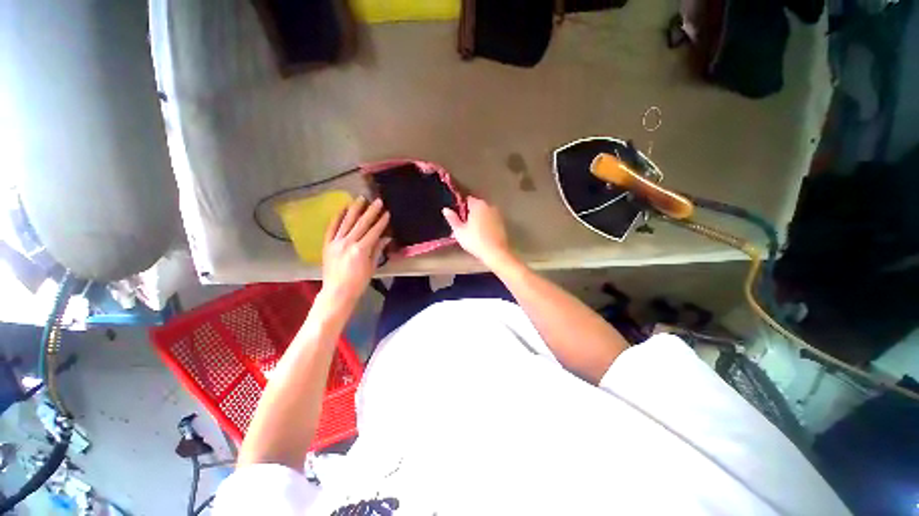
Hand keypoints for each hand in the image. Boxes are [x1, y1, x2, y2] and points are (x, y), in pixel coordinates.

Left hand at [321, 197, 389, 306]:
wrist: (337, 292)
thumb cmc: (358, 282)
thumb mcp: (372, 267)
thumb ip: (377, 250)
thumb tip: (386, 237)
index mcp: (360, 250)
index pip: (373, 232)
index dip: (381, 222)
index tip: (387, 213)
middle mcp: (347, 243)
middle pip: (361, 223)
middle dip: (371, 211)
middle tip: (378, 201)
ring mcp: (335, 242)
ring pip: (346, 222)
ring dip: (355, 209)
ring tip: (361, 198)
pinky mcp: (327, 244)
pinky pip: (331, 228)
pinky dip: (337, 217)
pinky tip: (343, 208)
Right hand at [443, 196, 512, 266]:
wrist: (495, 252)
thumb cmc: (475, 241)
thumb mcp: (459, 231)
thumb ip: (452, 219)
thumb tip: (446, 210)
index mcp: (478, 205)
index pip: (467, 200)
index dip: (461, 207)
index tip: (457, 216)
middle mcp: (489, 206)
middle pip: (476, 206)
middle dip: (470, 213)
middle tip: (463, 226)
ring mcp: (497, 214)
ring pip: (484, 213)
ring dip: (478, 219)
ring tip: (472, 232)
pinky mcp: (502, 223)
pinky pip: (490, 220)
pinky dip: (486, 224)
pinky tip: (482, 235)